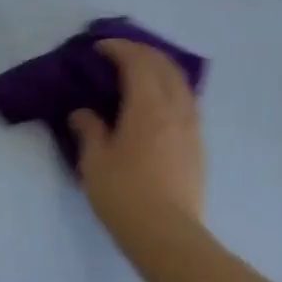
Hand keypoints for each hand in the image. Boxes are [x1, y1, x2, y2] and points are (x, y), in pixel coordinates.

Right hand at [69, 39, 206, 236]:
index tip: (99, 48)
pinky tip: (159, 104)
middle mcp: (175, 108)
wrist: (167, 234)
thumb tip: (83, 114)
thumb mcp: (95, 162)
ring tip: (141, 74)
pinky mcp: (198, 146)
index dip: (118, 48)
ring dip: (160, 69)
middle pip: (164, 66)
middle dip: (142, 52)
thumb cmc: (124, 194)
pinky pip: (187, 102)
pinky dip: (171, 90)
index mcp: (148, 106)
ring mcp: (192, 127)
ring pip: (181, 83)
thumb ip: (90, 130)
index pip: (137, 62)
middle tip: (119, 54)